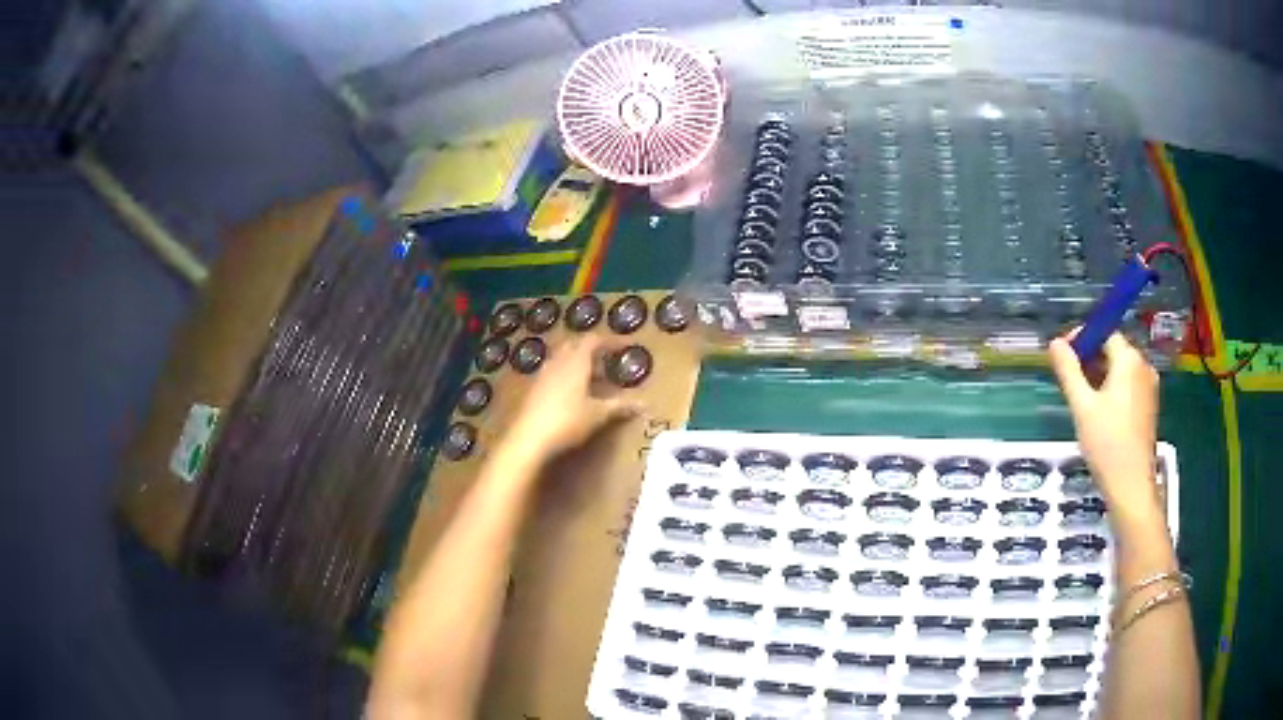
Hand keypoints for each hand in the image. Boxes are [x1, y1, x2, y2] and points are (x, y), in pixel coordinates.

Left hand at [501, 336, 642, 463]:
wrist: (529, 438)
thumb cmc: (568, 421)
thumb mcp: (598, 415)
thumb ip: (620, 406)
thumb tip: (644, 404)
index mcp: (576, 362)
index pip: (593, 340)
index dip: (609, 341)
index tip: (623, 347)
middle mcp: (558, 362)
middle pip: (574, 345)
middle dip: (590, 350)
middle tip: (605, 363)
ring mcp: (543, 375)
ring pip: (561, 359)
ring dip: (576, 363)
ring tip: (589, 379)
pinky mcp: (533, 389)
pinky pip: (551, 373)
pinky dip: (564, 376)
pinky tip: (569, 395)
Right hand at [1048, 333, 1163, 524]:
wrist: (1131, 487)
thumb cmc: (1107, 444)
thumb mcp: (1082, 406)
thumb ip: (1069, 371)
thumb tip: (1055, 343)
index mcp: (1129, 360)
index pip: (1104, 333)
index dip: (1082, 338)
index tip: (1062, 355)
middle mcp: (1143, 366)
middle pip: (1113, 350)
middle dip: (1090, 359)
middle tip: (1068, 380)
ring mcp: (1149, 388)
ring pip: (1121, 370)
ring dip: (1100, 376)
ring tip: (1081, 399)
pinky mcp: (1149, 407)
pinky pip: (1128, 386)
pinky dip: (1112, 390)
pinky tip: (1099, 413)